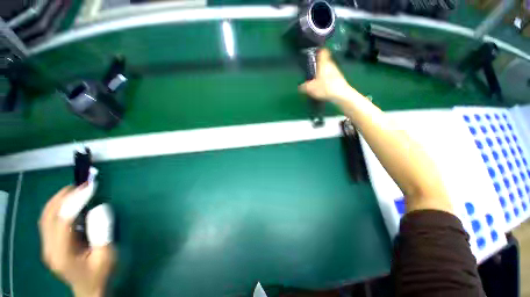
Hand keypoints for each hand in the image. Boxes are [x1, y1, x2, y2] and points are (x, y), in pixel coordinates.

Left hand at [39, 186, 114, 296]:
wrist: (89, 289)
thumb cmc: (100, 273)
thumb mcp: (107, 255)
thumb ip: (102, 232)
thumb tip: (99, 208)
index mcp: (63, 254)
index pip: (63, 220)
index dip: (76, 201)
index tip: (90, 186)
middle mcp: (49, 248)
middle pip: (49, 216)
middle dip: (63, 197)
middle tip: (81, 184)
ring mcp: (47, 246)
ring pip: (46, 217)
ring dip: (58, 200)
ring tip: (75, 190)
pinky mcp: (49, 244)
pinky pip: (49, 221)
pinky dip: (57, 208)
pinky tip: (69, 204)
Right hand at [298, 49, 360, 103]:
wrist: (341, 94)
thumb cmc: (325, 87)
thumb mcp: (311, 88)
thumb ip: (304, 87)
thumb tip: (300, 87)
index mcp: (323, 64)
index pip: (323, 51)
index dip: (319, 50)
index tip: (315, 53)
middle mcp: (330, 65)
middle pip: (324, 61)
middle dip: (319, 65)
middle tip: (313, 70)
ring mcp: (336, 71)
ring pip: (327, 68)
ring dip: (323, 72)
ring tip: (317, 80)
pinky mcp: (339, 77)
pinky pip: (330, 75)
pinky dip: (327, 78)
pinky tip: (324, 85)